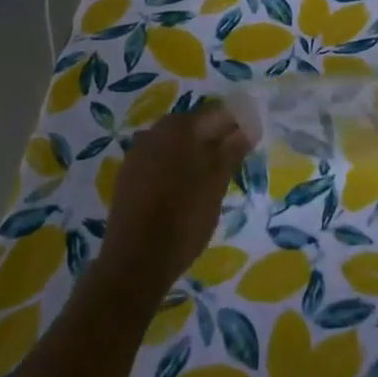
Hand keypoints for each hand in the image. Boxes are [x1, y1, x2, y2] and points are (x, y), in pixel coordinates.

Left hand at [97, 104, 251, 300]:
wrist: (134, 262)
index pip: (217, 114)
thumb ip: (232, 150)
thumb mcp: (216, 183)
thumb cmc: (183, 218)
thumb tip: (248, 127)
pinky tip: (184, 190)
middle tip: (233, 163)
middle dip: (215, 139)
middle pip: (194, 127)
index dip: (237, 126)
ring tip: (211, 179)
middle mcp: (155, 132)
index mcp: (179, 127)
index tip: (250, 143)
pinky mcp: (127, 177)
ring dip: (194, 154)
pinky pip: (159, 161)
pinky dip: (175, 168)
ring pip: (175, 145)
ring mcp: (137, 154)